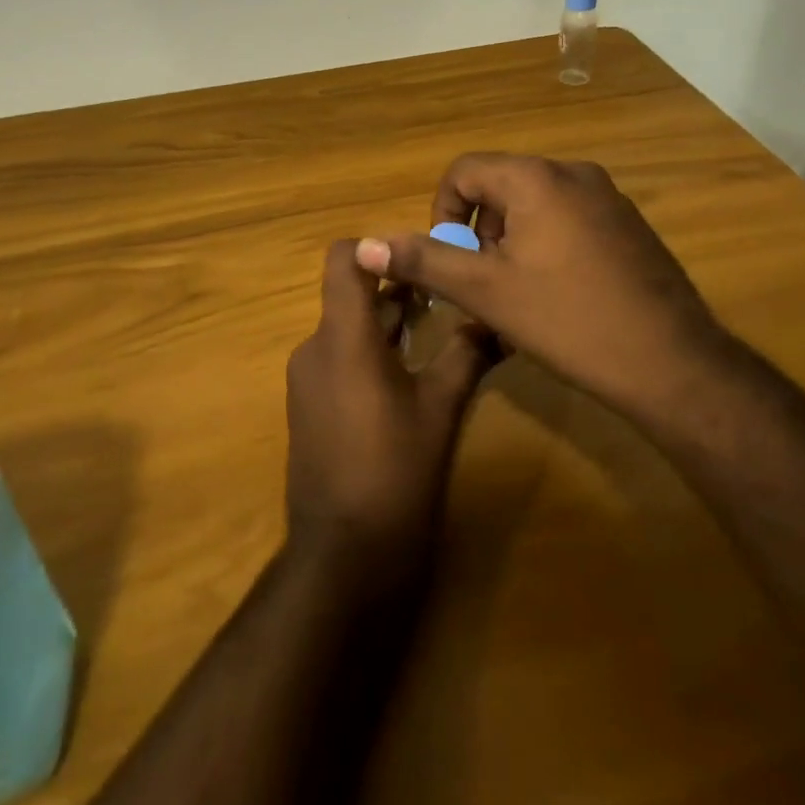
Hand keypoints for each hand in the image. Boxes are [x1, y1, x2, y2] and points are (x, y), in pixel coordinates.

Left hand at [285, 240, 492, 573]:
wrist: (343, 557)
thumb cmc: (395, 474)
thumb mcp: (441, 411)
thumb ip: (466, 355)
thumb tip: (497, 320)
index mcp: (343, 337)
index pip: (343, 259)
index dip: (378, 247)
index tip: (420, 257)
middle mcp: (315, 347)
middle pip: (351, 295)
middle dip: (398, 288)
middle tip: (448, 289)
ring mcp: (307, 379)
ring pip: (348, 329)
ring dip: (388, 322)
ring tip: (438, 325)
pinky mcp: (309, 406)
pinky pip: (339, 359)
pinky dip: (371, 352)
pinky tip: (410, 373)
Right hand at [354, 154, 723, 422]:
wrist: (672, 364)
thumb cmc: (568, 320)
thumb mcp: (486, 292)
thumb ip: (424, 262)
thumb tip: (365, 246)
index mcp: (536, 178)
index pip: (464, 171)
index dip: (443, 214)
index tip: (451, 261)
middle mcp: (574, 173)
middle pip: (500, 188)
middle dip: (480, 234)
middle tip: (485, 285)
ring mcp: (608, 198)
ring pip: (534, 207)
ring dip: (511, 244)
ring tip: (519, 296)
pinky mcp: (629, 225)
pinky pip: (568, 221)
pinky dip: (546, 247)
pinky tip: (559, 297)